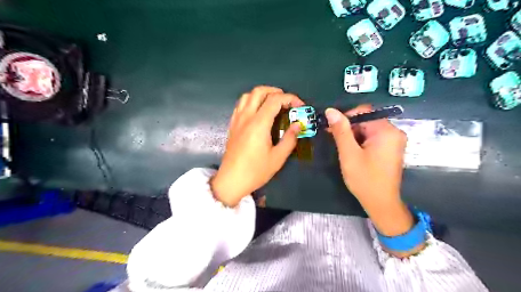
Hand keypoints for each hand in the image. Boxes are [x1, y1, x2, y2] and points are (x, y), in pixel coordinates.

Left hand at [209, 85, 302, 207]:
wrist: (231, 180)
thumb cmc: (255, 171)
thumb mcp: (278, 158)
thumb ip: (290, 139)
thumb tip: (297, 125)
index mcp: (259, 124)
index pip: (275, 100)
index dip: (290, 98)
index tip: (300, 106)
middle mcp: (246, 117)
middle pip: (259, 91)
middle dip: (276, 91)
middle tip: (287, 101)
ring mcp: (237, 120)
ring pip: (247, 95)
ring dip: (262, 94)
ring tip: (273, 103)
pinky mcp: (232, 125)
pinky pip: (240, 105)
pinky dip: (251, 101)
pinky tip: (258, 111)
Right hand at [326, 105, 413, 238]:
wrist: (381, 203)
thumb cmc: (364, 179)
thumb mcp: (349, 153)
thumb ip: (341, 131)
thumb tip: (331, 111)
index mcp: (386, 131)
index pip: (364, 112)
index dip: (345, 117)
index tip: (331, 128)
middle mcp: (394, 132)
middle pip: (366, 121)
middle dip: (349, 129)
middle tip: (335, 140)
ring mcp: (394, 141)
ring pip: (368, 130)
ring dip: (354, 136)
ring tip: (344, 150)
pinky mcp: (391, 149)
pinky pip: (373, 138)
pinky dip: (361, 142)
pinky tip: (353, 153)